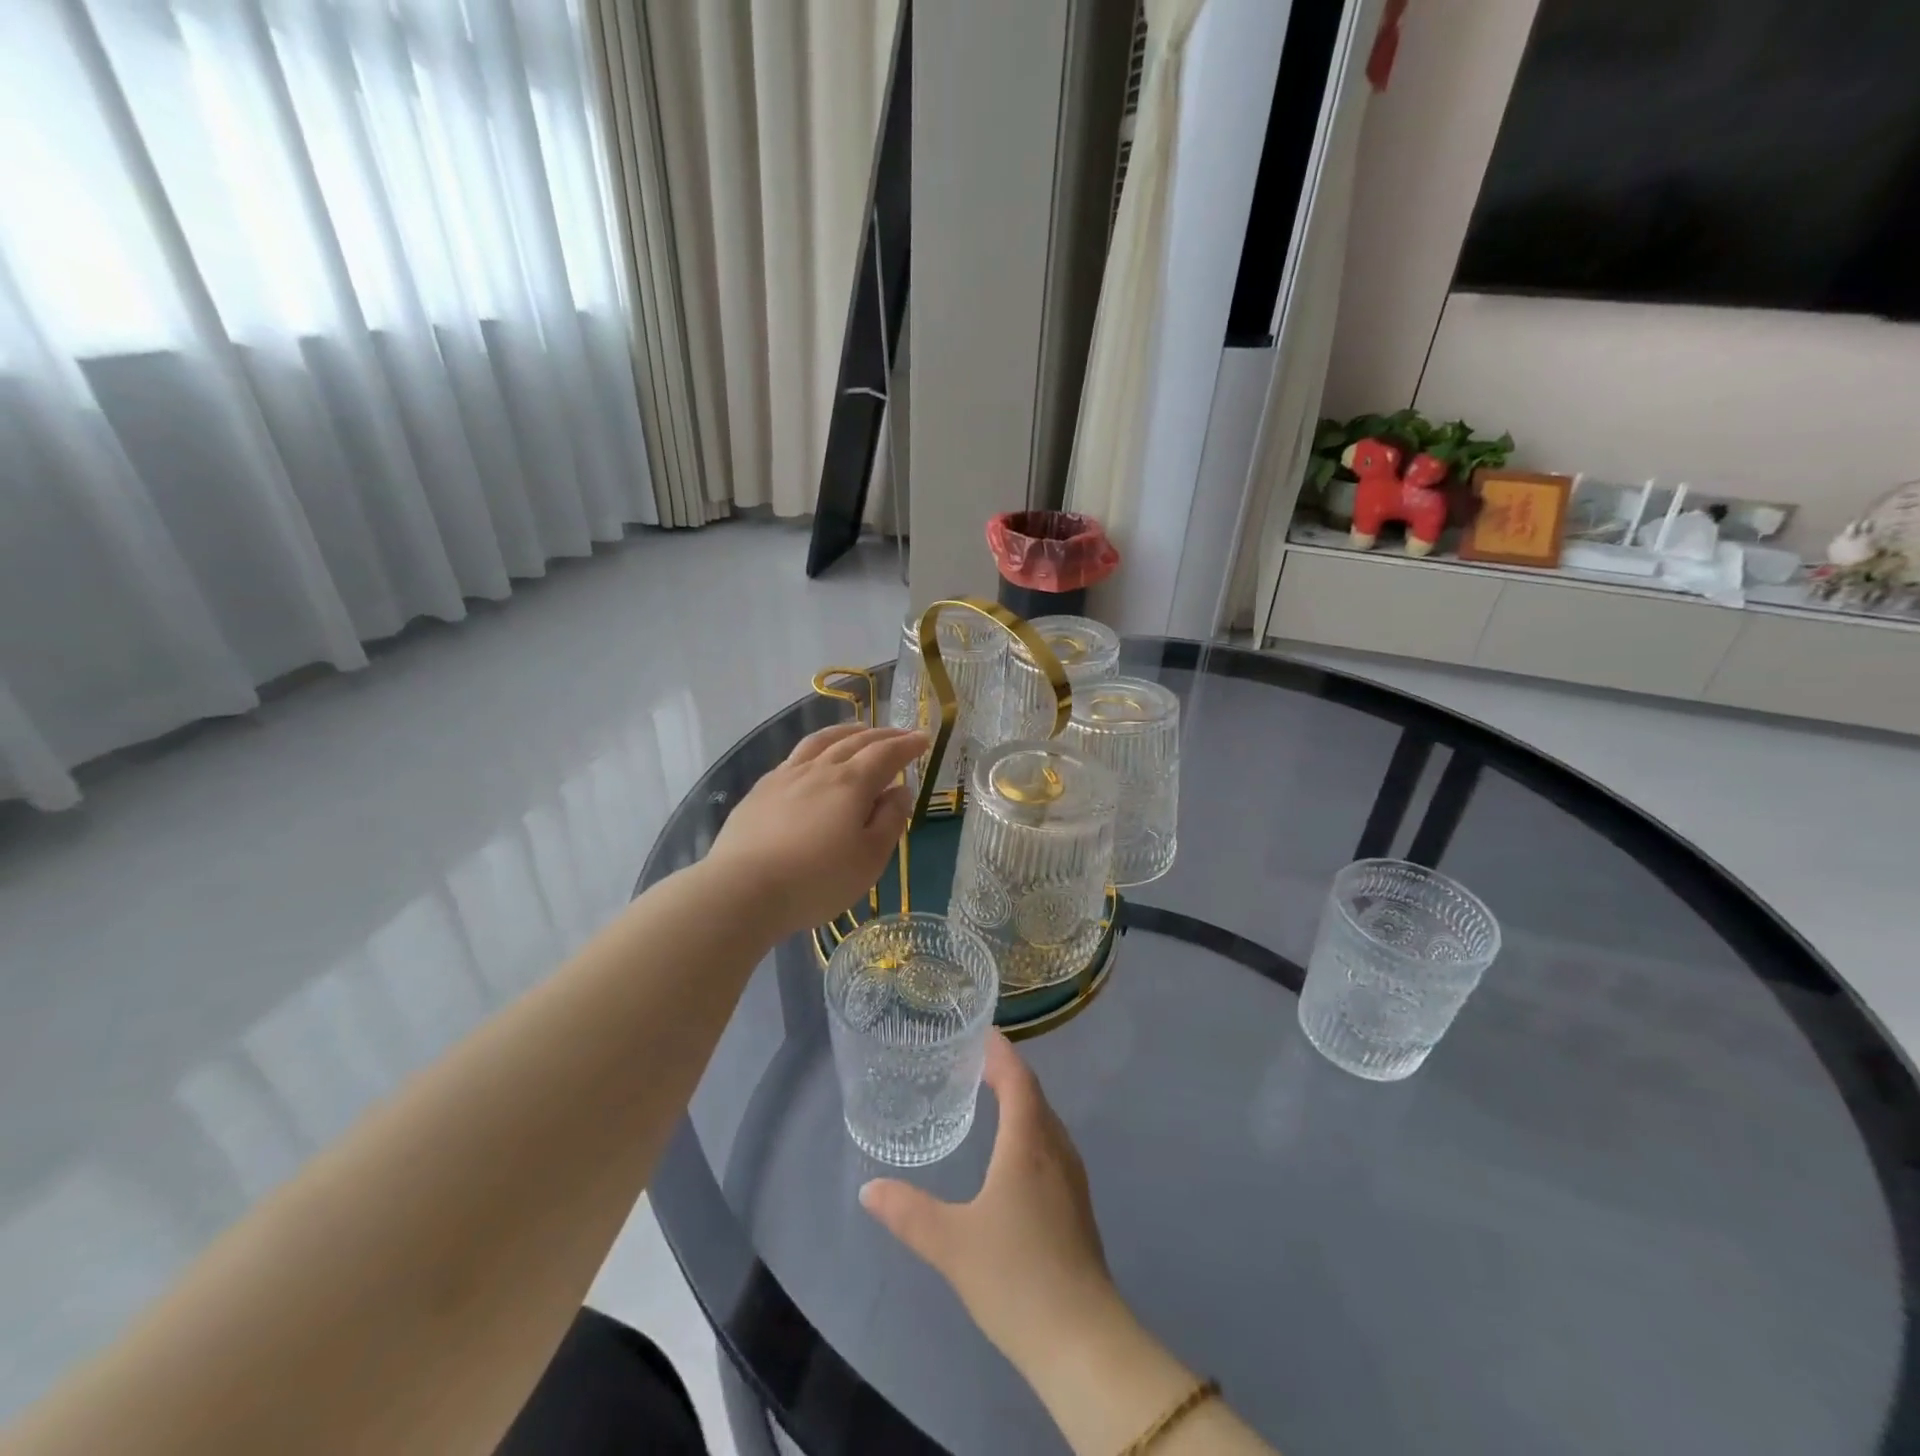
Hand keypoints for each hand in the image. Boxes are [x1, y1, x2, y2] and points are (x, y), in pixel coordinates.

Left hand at [706, 723, 925, 936]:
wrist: (743, 890)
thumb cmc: (817, 880)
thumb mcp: (869, 859)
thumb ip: (889, 820)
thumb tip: (899, 791)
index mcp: (851, 784)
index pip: (886, 754)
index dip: (907, 745)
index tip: (923, 739)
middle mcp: (820, 769)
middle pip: (855, 741)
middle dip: (882, 735)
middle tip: (900, 734)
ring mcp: (786, 776)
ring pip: (821, 741)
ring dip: (846, 732)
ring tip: (858, 730)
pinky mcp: (760, 790)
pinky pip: (795, 757)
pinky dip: (815, 748)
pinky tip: (813, 759)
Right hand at [860, 1034, 1122, 1369]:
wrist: (1081, 1340)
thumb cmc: (1015, 1278)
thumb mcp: (951, 1244)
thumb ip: (908, 1212)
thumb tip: (869, 1188)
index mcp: (1028, 1143)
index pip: (1018, 1078)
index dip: (1001, 1051)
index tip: (980, 1031)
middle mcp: (1055, 1149)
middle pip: (1034, 1094)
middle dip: (1007, 1071)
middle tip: (972, 1060)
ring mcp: (1071, 1178)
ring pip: (1045, 1120)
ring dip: (1021, 1099)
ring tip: (989, 1094)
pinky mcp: (1076, 1204)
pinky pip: (1051, 1144)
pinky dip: (1030, 1127)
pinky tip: (1012, 1150)